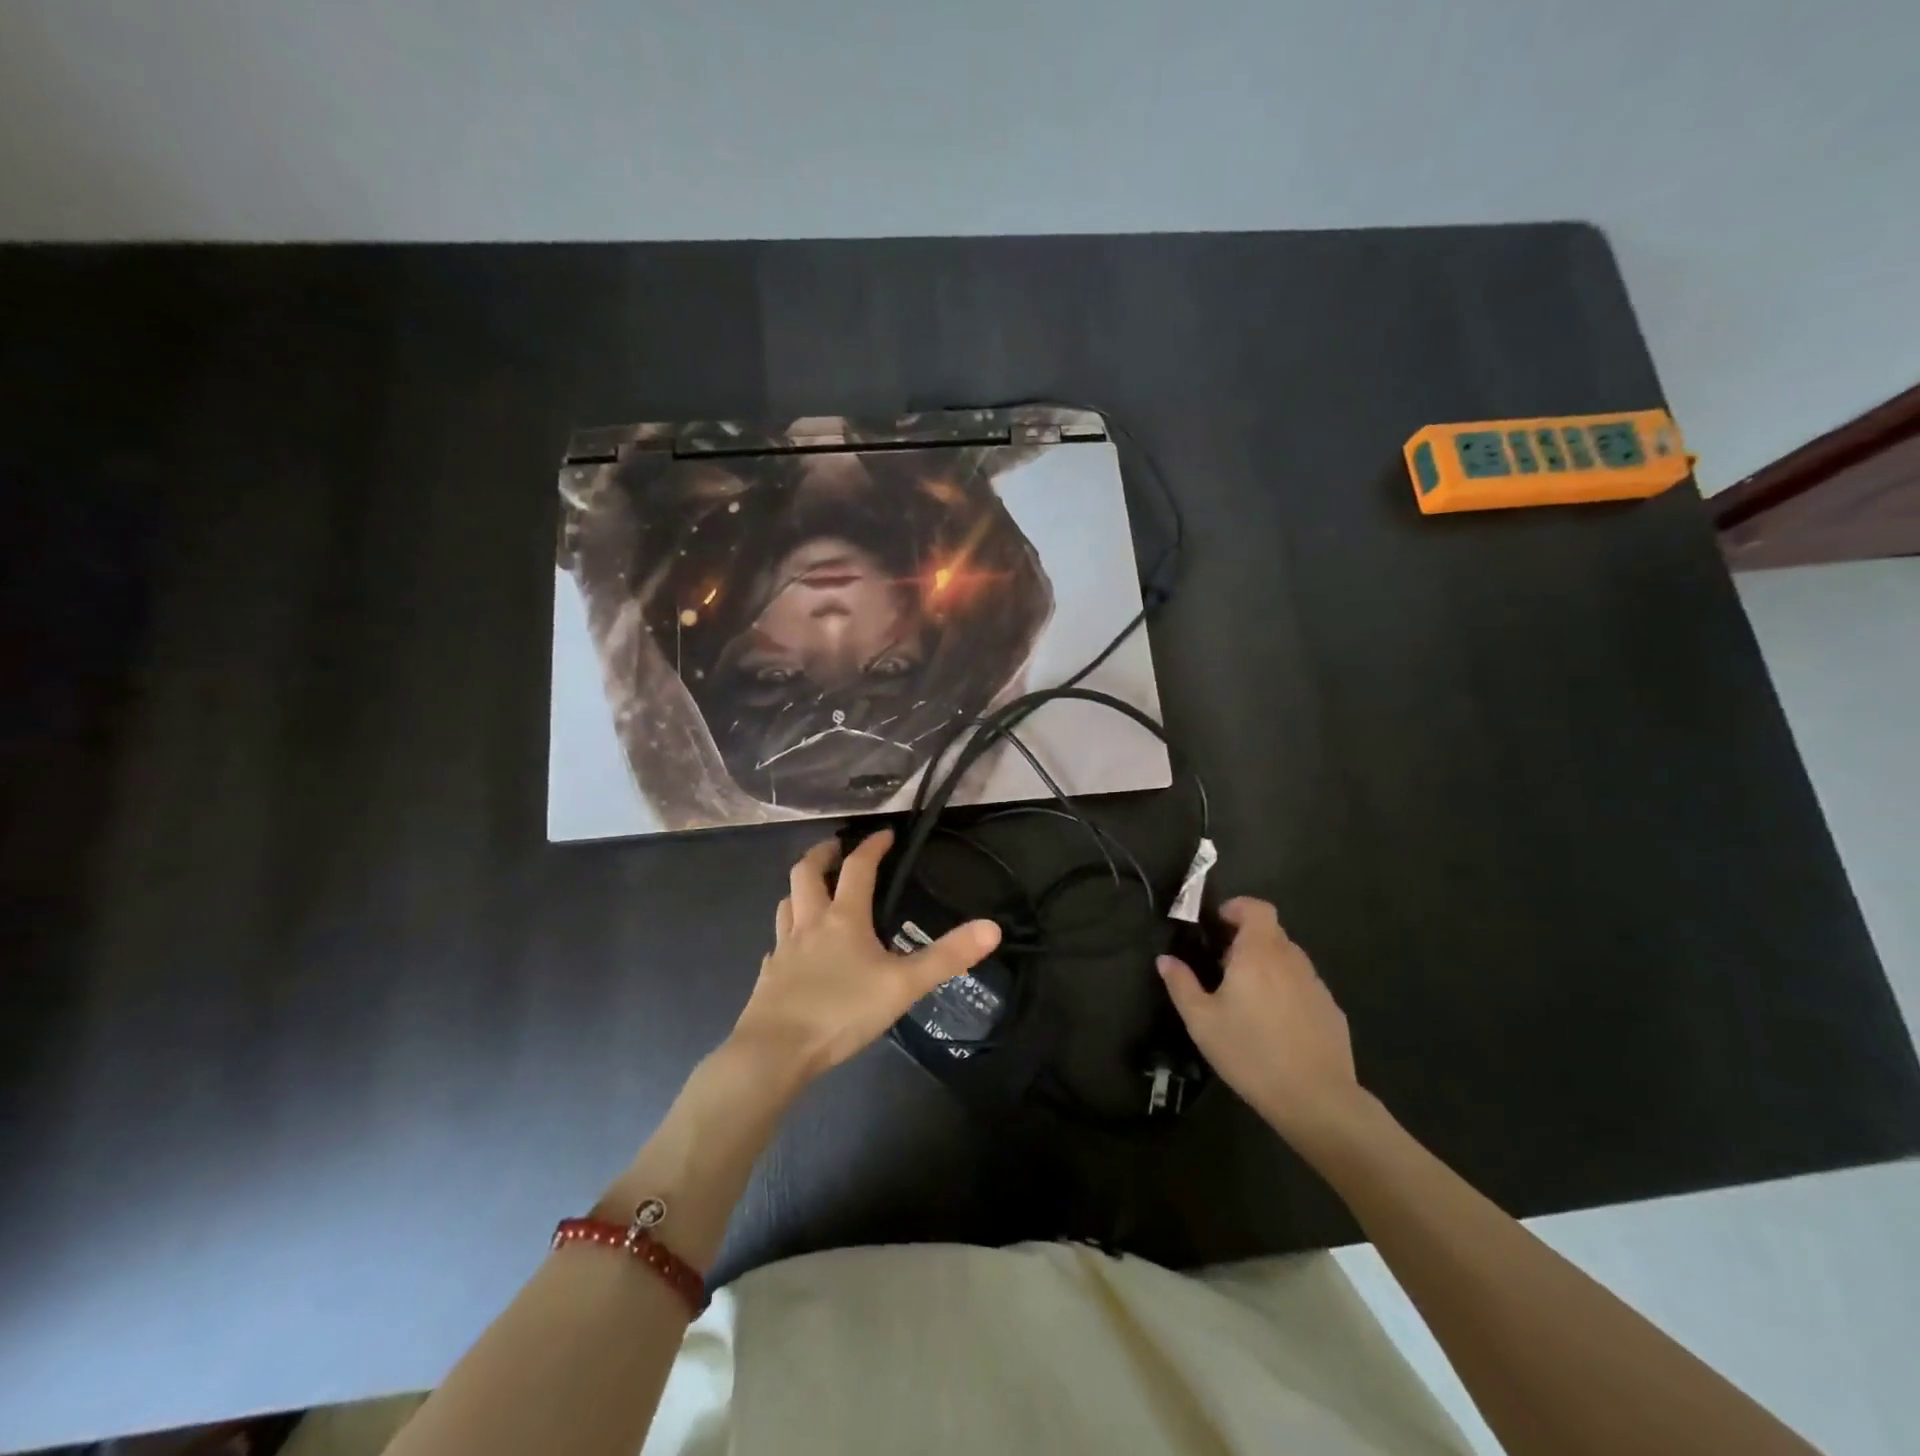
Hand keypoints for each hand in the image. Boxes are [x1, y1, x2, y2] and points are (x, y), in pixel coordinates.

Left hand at [729, 830, 1001, 1083]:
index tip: (885, 834)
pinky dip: (787, 932)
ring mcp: (784, 948)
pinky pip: (777, 941)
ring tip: (812, 890)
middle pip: (806, 873)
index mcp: (843, 918)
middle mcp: (810, 923)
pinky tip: (794, 948)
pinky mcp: (769, 974)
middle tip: (836, 848)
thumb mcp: (904, 985)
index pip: (858, 868)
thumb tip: (992, 928)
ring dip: (799, 889)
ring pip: (786, 902)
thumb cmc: (842, 1012)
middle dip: (822, 854)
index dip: (872, 847)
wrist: (775, 1051)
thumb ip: (947, 956)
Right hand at [1157, 897, 1364, 1143]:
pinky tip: (1275, 1026)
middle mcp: (1291, 960)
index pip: (1257, 908)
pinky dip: (1287, 992)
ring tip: (1248, 999)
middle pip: (1271, 933)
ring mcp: (1316, 985)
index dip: (1238, 908)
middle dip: (1246, 941)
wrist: (1317, 1100)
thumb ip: (1181, 984)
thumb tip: (1166, 959)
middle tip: (1223, 967)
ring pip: (1288, 960)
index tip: (1218, 925)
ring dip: (1267, 967)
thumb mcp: (1202, 1022)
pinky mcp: (1332, 1011)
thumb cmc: (1251, 1053)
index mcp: (1259, 953)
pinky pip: (1304, 987)